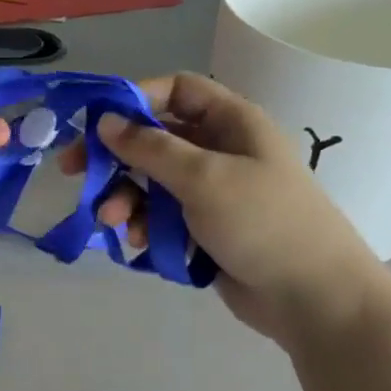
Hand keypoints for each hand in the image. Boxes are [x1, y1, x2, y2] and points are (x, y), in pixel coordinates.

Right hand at [60, 72, 390, 349]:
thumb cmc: (264, 223)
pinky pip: (161, 214)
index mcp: (231, 122)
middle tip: (75, 172)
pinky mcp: (204, 228)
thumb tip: (105, 121)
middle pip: (154, 137)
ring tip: (112, 220)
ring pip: (151, 180)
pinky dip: (144, 223)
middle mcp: (219, 149)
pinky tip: (138, 242)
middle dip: (116, 156)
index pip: (177, 90)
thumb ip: (150, 147)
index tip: (97, 120)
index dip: (136, 97)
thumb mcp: (204, 177)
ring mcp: (212, 191)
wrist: (315, 300)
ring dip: (125, 196)